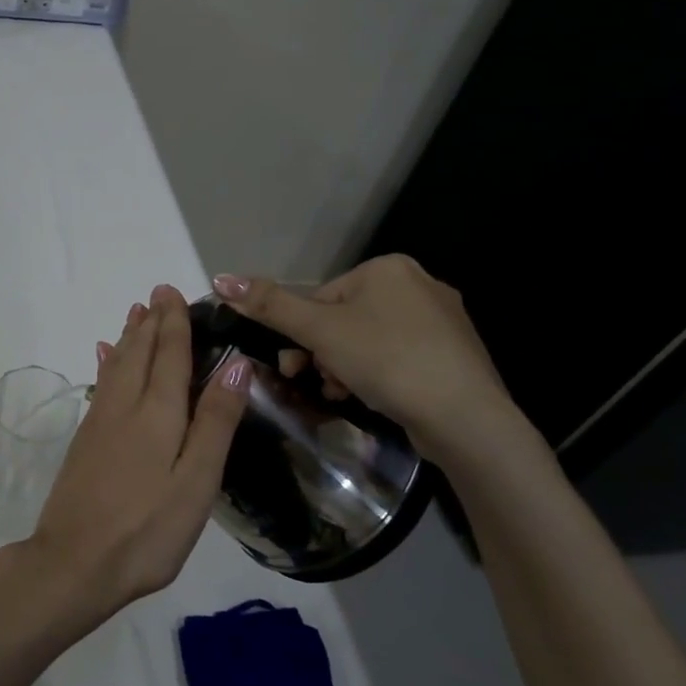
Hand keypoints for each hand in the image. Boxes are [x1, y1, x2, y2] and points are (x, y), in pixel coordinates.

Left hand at [22, 285, 250, 623]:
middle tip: (158, 293)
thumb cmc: (147, 529)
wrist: (74, 562)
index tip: (173, 292)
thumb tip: (236, 364)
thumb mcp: (196, 482)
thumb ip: (215, 422)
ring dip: (129, 336)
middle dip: (151, 321)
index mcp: (157, 412)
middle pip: (138, 351)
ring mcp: (99, 421)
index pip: (168, 354)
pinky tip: (104, 358)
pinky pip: (101, 384)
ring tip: (136, 313)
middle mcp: (124, 405)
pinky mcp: (84, 439)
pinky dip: (107, 362)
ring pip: (116, 364)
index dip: (173, 322)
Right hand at [211, 256, 519, 460]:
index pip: (322, 297)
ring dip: (346, 367)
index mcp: (387, 268)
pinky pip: (399, 357)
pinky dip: (379, 375)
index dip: (302, 333)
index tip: (295, 366)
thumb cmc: (387, 361)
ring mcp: (442, 320)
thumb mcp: (319, 331)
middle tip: (315, 381)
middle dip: (323, 353)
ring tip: (345, 394)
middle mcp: (419, 283)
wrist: (465, 417)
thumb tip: (220, 278)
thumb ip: (270, 305)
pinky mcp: (454, 354)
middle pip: (344, 319)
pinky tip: (376, 397)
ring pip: (370, 340)